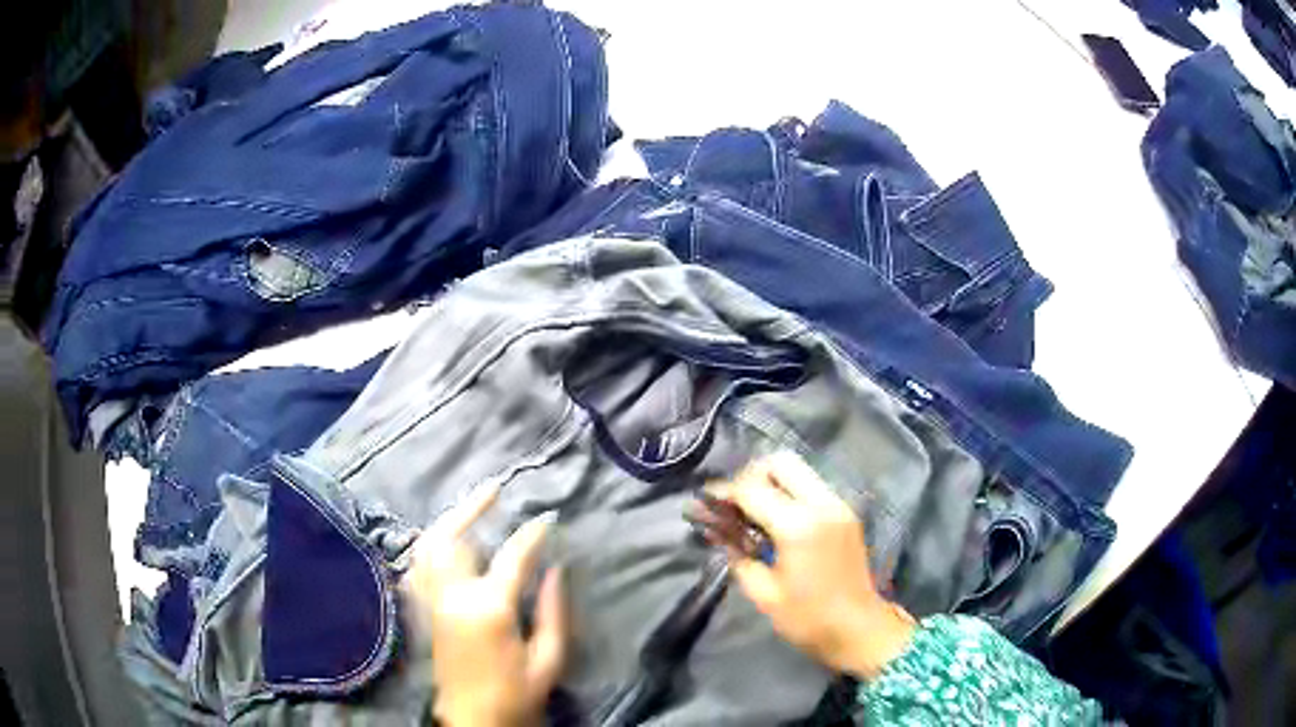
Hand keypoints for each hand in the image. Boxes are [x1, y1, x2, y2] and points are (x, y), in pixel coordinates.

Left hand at [406, 484, 565, 726]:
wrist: (474, 720)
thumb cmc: (517, 694)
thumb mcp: (548, 659)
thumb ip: (553, 612)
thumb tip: (555, 569)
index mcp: (489, 608)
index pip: (512, 556)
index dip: (532, 533)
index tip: (548, 517)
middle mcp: (453, 596)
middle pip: (451, 536)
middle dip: (472, 506)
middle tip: (494, 488)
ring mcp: (432, 601)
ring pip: (427, 546)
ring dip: (447, 520)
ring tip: (469, 507)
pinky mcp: (424, 611)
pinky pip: (419, 565)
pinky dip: (430, 545)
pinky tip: (444, 541)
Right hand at [702, 452, 915, 678]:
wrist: (860, 629)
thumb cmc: (808, 619)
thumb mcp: (763, 593)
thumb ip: (736, 554)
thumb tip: (713, 529)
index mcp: (798, 526)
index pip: (752, 488)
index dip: (724, 492)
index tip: (705, 503)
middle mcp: (821, 504)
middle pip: (780, 462)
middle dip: (751, 475)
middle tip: (735, 503)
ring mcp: (838, 505)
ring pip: (799, 469)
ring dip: (772, 481)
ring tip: (753, 511)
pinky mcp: (846, 512)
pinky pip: (812, 486)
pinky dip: (790, 491)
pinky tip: (777, 519)